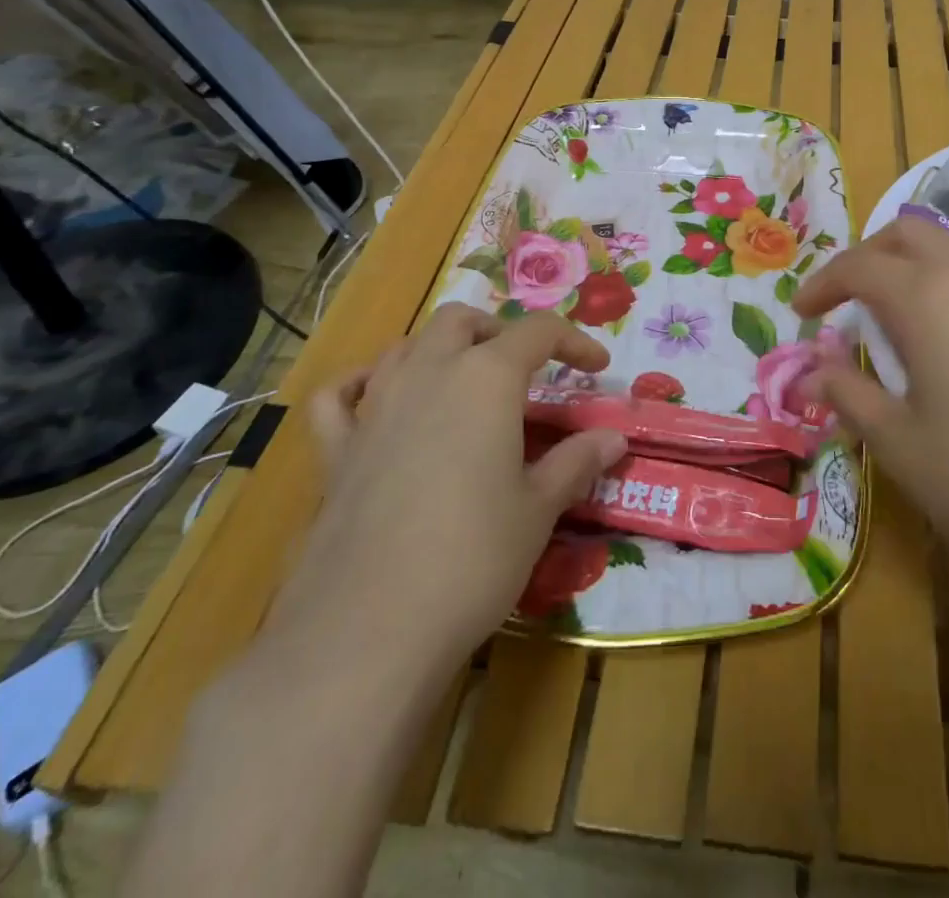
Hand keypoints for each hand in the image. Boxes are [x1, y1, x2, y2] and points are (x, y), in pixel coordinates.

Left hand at [264, 306, 627, 673]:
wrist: (368, 629)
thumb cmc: (473, 558)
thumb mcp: (538, 509)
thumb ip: (576, 462)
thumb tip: (613, 438)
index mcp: (486, 378)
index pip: (537, 331)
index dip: (574, 341)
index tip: (597, 368)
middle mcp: (428, 374)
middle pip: (462, 320)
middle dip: (498, 332)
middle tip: (525, 371)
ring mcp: (374, 408)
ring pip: (405, 346)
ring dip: (439, 350)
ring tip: (463, 383)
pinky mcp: (335, 451)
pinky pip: (339, 397)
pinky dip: (359, 386)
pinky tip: (374, 401)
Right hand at [793, 218, 948, 627]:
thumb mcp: (898, 443)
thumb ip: (848, 393)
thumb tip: (811, 374)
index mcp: (928, 297)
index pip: (859, 266)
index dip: (821, 284)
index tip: (800, 312)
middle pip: (908, 234)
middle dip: (866, 256)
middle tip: (842, 299)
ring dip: (910, 265)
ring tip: (888, 316)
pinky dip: (948, 283)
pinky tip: (945, 336)